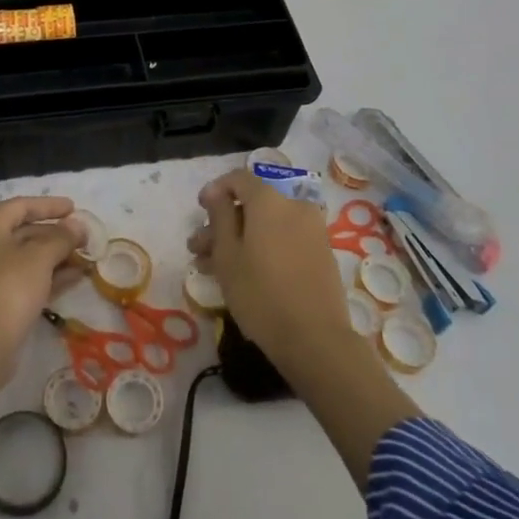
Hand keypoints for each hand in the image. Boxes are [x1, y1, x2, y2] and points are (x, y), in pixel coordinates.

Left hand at [0, 196, 88, 354]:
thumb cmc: (10, 287)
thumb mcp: (40, 257)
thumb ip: (62, 237)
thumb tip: (78, 225)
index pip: (21, 205)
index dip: (50, 206)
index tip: (75, 208)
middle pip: (22, 231)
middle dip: (55, 234)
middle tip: (83, 237)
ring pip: (24, 257)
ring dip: (54, 256)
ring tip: (84, 258)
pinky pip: (22, 277)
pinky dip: (46, 275)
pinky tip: (74, 277)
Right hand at [191, 169, 354, 374]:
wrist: (316, 340)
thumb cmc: (261, 293)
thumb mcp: (228, 254)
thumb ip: (220, 216)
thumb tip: (216, 192)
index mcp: (271, 200)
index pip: (239, 178)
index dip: (215, 190)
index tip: (199, 211)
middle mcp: (295, 206)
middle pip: (252, 205)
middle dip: (222, 223)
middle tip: (199, 249)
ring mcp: (311, 230)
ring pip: (266, 225)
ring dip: (239, 239)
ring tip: (212, 267)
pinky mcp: (320, 253)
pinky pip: (283, 238)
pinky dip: (261, 248)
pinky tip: (241, 274)